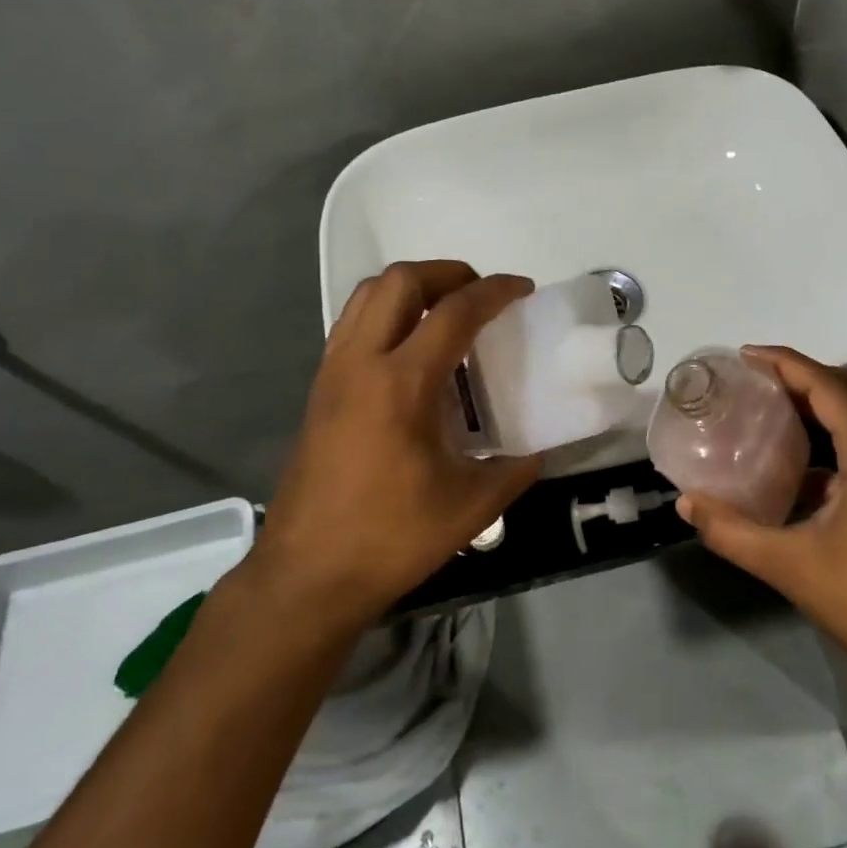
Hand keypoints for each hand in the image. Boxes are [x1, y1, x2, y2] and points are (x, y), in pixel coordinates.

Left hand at [248, 261, 542, 626]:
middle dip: (447, 273)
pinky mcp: (318, 389)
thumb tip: (539, 451)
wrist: (307, 574)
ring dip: (411, 288)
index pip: (454, 312)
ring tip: (446, 312)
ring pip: (367, 295)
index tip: (523, 288)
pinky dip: (386, 313)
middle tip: (480, 296)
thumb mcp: (470, 507)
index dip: (494, 291)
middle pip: (399, 281)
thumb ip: (515, 470)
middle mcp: (361, 362)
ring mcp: (333, 372)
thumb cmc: (390, 538)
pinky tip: (411, 351)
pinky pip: (352, 324)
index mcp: (401, 384)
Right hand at [677, 346, 846, 688]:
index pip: (828, 385)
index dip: (786, 363)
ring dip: (821, 398)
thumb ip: (731, 531)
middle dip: (804, 373)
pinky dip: (833, 430)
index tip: (745, 355)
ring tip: (773, 403)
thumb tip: (685, 504)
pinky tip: (799, 459)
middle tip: (757, 377)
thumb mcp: (787, 564)